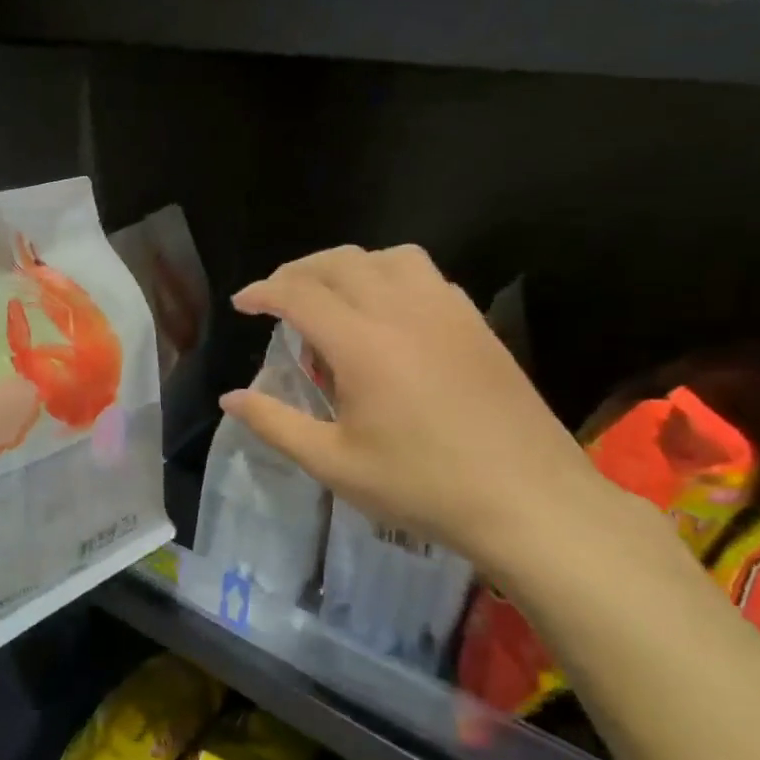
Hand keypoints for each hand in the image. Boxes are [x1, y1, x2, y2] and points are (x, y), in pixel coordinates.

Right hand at [222, 246, 614, 572]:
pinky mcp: (476, 324)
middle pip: (340, 262)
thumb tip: (231, 398)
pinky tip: (386, 312)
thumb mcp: (333, 464)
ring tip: (330, 296)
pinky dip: (390, 275)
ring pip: (388, 257)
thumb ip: (275, 424)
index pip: (299, 294)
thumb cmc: (421, 487)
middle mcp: (403, 312)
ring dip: (347, 266)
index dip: (263, 292)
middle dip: (297, 272)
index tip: (242, 304)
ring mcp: (447, 312)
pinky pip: (425, 275)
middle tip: (275, 297)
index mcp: (363, 345)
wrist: (529, 501)